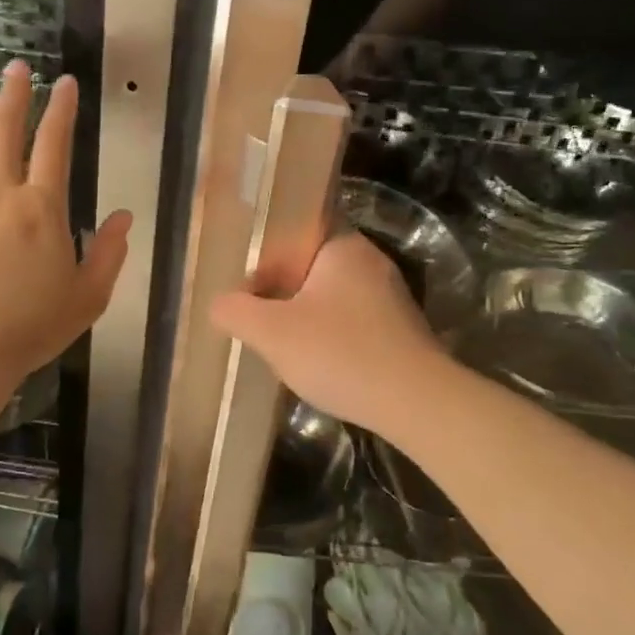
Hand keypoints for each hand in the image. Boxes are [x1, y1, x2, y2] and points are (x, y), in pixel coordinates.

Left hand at [0, 59, 130, 391]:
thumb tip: (124, 217)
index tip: (64, 83)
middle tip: (16, 69)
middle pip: (4, 131)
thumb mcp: (88, 297)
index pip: (55, 144)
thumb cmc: (29, 327)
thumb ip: (109, 254)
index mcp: (42, 208)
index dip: (61, 109)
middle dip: (13, 95)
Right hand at [211, 232, 449, 433]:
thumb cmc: (340, 353)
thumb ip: (236, 312)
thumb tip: (218, 304)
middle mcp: (370, 261)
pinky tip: (316, 362)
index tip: (244, 287)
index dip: (264, 256)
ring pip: (330, 296)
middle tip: (254, 317)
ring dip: (303, 316)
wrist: (417, 403)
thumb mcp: (272, 333)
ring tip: (279, 343)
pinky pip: (351, 321)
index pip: (295, 231)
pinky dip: (329, 335)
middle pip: (310, 266)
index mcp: (343, 246)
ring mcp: (390, 296)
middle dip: (280, 290)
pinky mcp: (399, 329)